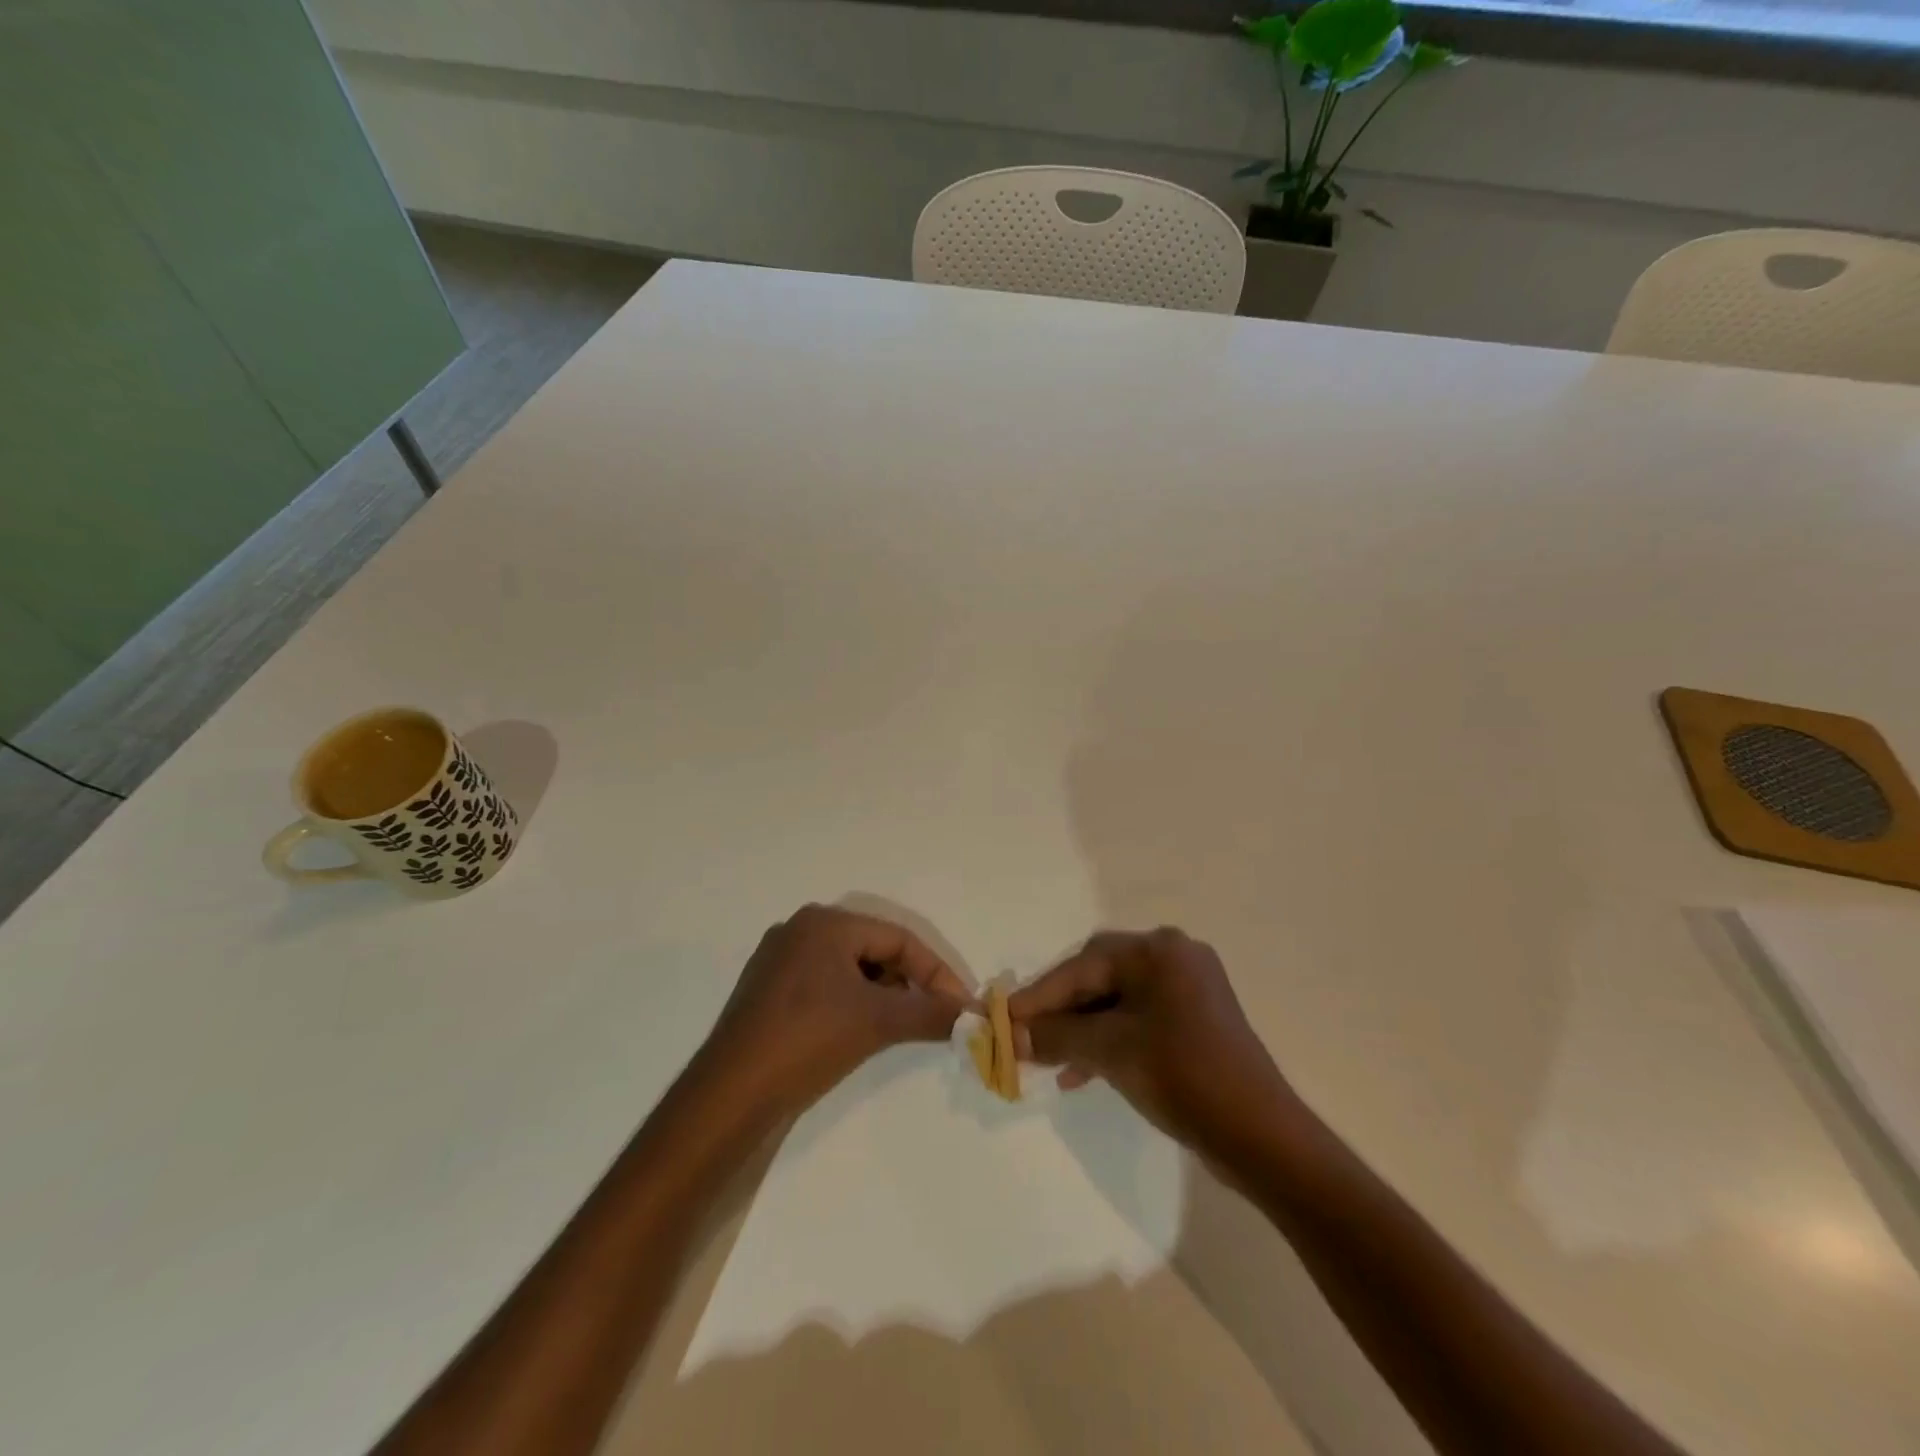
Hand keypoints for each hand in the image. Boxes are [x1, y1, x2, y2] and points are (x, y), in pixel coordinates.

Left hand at [700, 904, 971, 1115]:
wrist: (729, 1095)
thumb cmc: (807, 1040)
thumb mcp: (877, 1023)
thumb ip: (930, 1013)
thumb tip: (972, 1015)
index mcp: (825, 923)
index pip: (898, 939)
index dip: (935, 971)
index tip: (959, 1005)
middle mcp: (800, 930)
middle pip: (874, 950)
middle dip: (908, 983)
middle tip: (932, 1016)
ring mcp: (779, 961)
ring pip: (849, 969)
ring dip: (881, 995)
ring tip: (899, 1027)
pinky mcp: (767, 991)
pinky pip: (824, 985)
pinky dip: (852, 1003)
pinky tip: (859, 1032)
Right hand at [1010, 928, 1291, 1156]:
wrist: (1261, 1136)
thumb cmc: (1182, 1076)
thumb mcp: (1110, 1051)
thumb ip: (1056, 1035)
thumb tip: (1013, 1034)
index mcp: (1158, 950)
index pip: (1083, 966)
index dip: (1039, 995)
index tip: (1002, 1017)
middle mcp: (1174, 957)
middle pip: (1099, 977)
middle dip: (1060, 1011)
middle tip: (1026, 1037)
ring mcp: (1188, 988)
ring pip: (1117, 1001)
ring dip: (1081, 1030)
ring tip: (1049, 1062)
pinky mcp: (1195, 1020)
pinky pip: (1138, 1019)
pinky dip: (1108, 1040)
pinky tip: (1082, 1071)